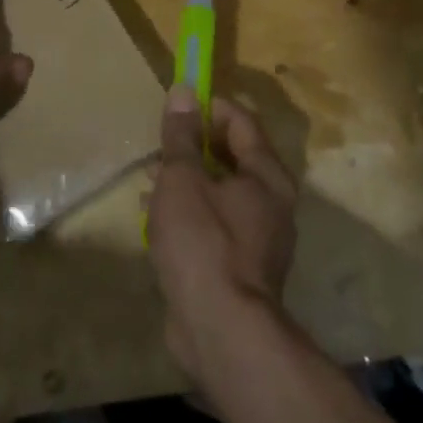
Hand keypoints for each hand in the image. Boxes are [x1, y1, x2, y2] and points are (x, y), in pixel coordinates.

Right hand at [147, 85, 297, 384]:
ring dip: (188, 182)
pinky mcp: (241, 268)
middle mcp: (272, 204)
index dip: (210, 108)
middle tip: (160, 146)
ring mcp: (260, 240)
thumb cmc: (203, 242)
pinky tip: (157, 222)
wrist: (222, 331)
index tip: (177, 106)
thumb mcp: (182, 179)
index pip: (243, 122)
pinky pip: (216, 226)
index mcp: (267, 176)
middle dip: (194, 148)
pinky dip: (191, 214)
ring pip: (222, 194)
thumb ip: (181, 136)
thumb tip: (183, 91)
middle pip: (234, 158)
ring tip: (150, 182)